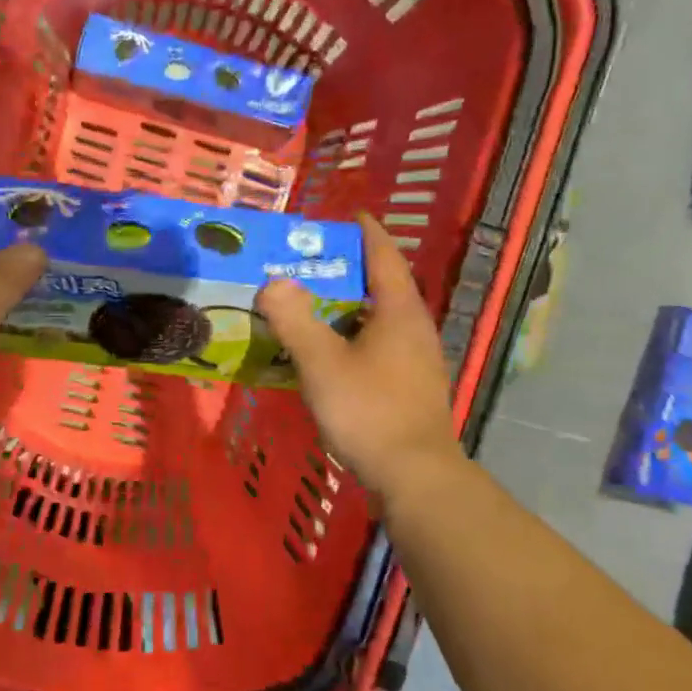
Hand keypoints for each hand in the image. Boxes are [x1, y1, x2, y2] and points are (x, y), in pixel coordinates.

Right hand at [255, 214, 460, 498]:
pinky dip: (356, 336)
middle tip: (314, 261)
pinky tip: (332, 352)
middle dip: (352, 270)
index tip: (350, 215)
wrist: (414, 475)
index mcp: (399, 311)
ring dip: (352, 306)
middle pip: (384, 286)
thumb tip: (274, 282)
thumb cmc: (369, 411)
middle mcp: (415, 328)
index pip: (384, 257)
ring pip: (382, 319)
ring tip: (315, 303)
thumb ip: (295, 320)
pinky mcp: (412, 386)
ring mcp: (418, 359)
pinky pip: (381, 345)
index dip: (367, 233)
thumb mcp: (322, 363)